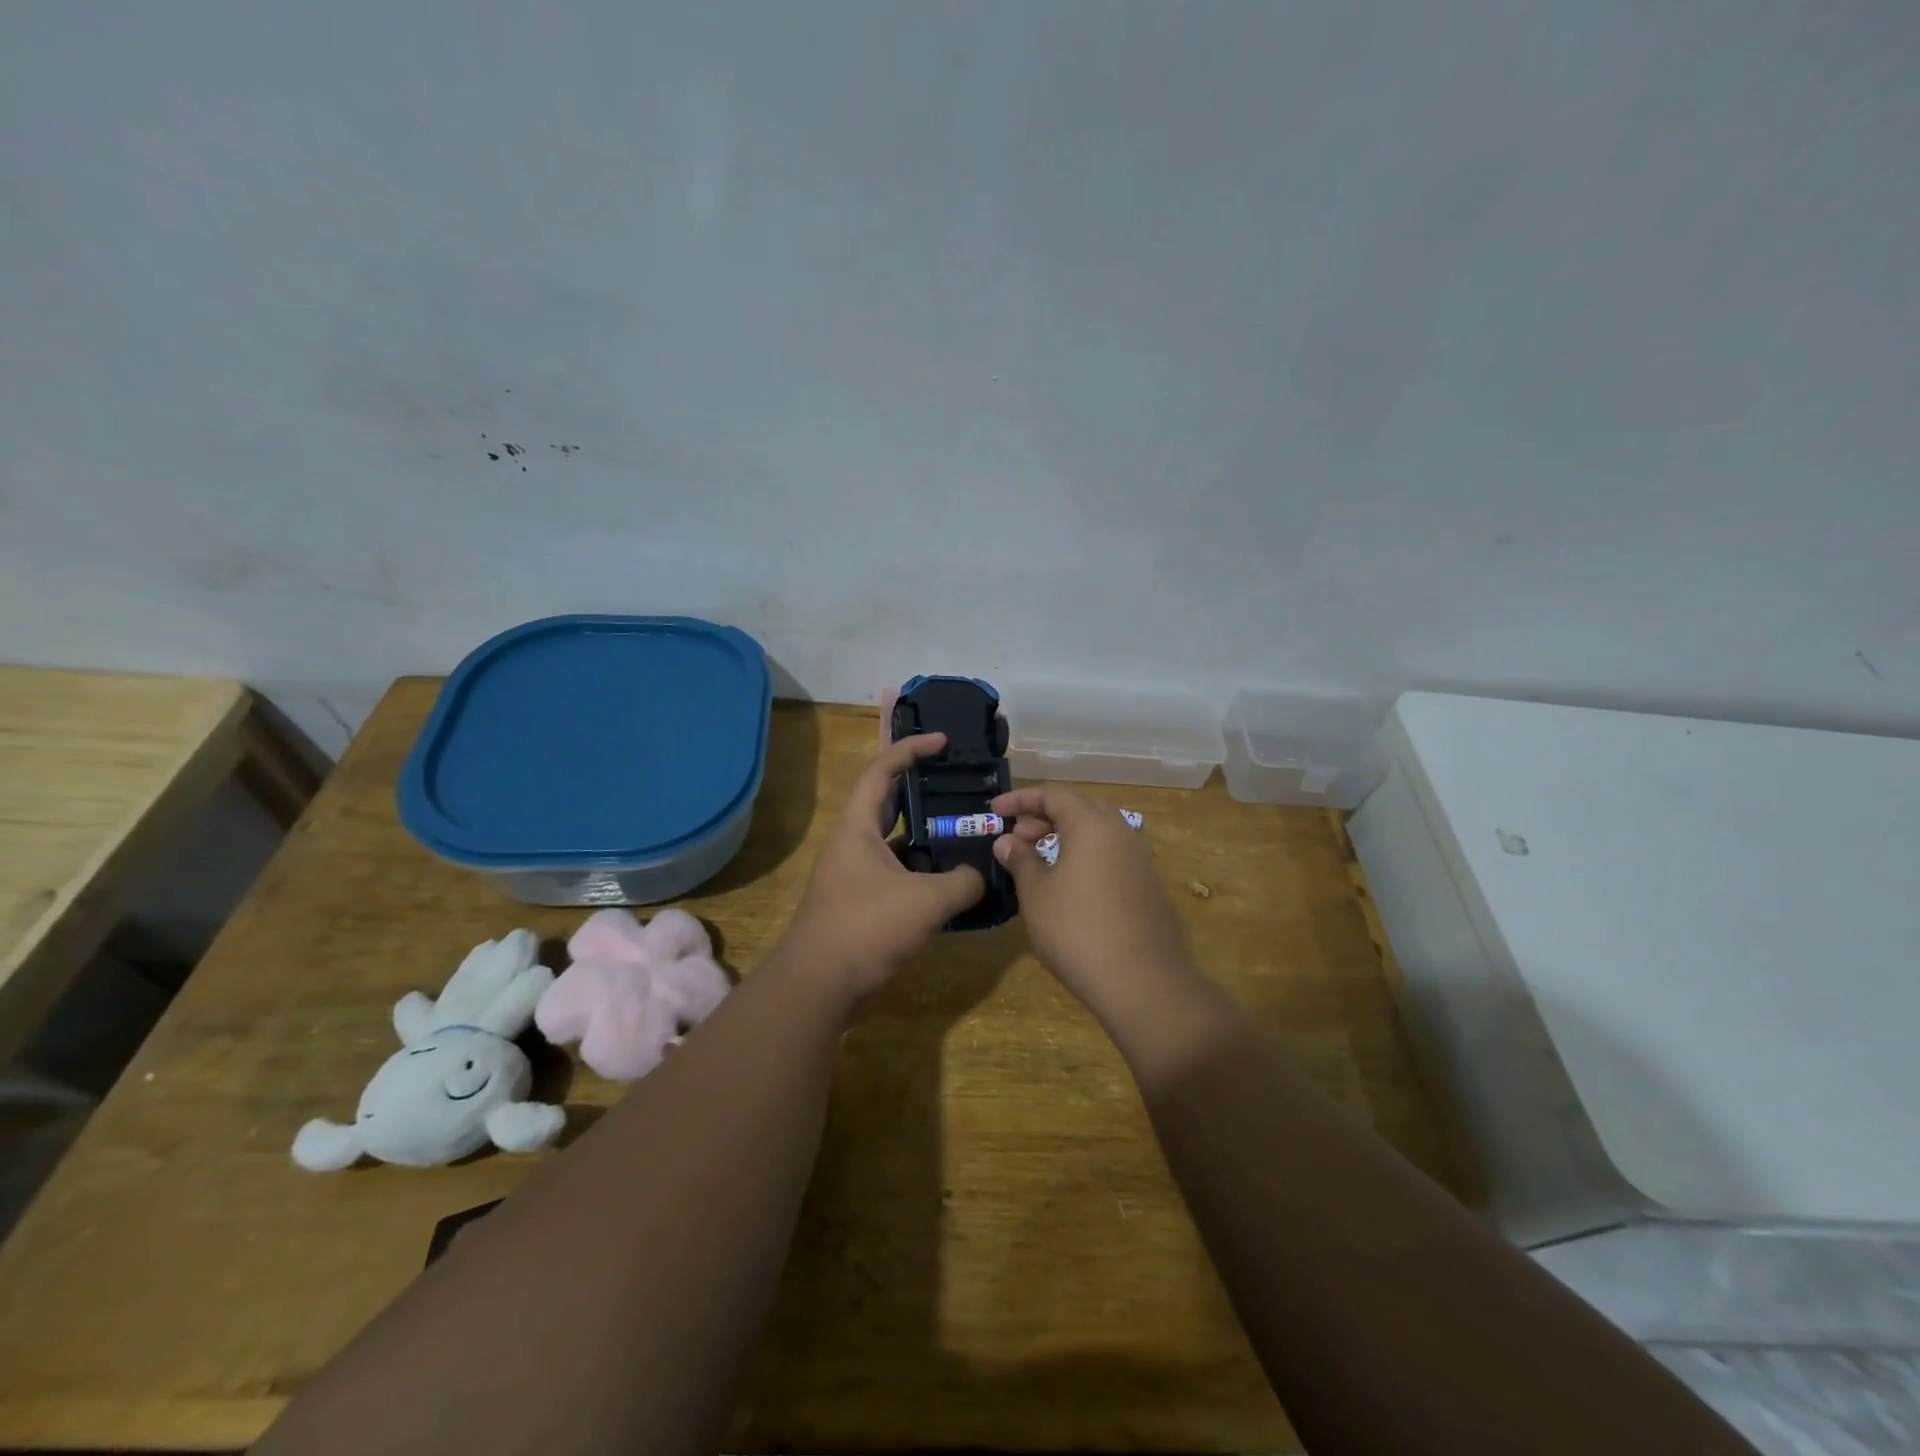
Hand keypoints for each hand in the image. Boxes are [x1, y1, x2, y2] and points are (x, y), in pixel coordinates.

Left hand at [782, 734, 985, 999]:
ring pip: (893, 840)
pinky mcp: (859, 901)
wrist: (819, 985)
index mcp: (858, 826)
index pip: (882, 770)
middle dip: (920, 788)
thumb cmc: (867, 927)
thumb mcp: (926, 901)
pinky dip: (920, 869)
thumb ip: (963, 882)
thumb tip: (981, 876)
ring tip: (962, 830)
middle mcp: (852, 842)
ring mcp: (853, 873)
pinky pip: (895, 871)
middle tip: (957, 784)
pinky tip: (949, 879)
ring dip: (924, 834)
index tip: (943, 742)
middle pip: (887, 801)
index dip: (911, 748)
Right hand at [989, 784, 1193, 1017]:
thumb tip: (1007, 841)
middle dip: (1044, 816)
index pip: (1053, 795)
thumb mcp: (1036, 894)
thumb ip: (1020, 860)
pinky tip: (1069, 882)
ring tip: (1038, 857)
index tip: (995, 811)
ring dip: (1066, 835)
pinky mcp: (1149, 885)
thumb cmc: (1077, 931)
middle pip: (1079, 808)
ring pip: (1098, 831)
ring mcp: (1140, 859)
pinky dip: (1085, 854)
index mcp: (1092, 825)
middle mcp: (1121, 832)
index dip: (1021, 799)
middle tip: (1017, 836)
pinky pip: (1112, 854)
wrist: (1143, 982)